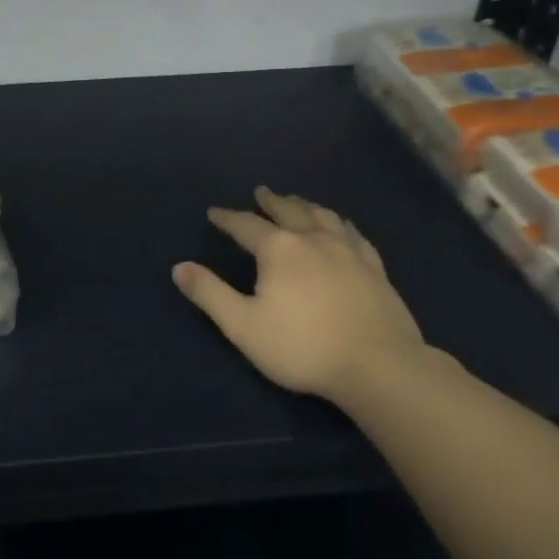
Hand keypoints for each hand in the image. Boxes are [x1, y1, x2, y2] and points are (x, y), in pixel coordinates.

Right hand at [173, 187, 428, 402]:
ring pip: (322, 216)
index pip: (245, 224)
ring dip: (305, 205)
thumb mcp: (243, 326)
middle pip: (288, 210)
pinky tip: (341, 226)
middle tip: (261, 192)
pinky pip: (354, 234)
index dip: (227, 218)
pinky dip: (340, 224)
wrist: (379, 366)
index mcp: (278, 249)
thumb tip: (179, 267)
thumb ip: (210, 294)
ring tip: (297, 201)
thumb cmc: (303, 347)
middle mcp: (312, 239)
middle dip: (270, 201)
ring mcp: (348, 251)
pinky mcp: (375, 267)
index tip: (214, 213)